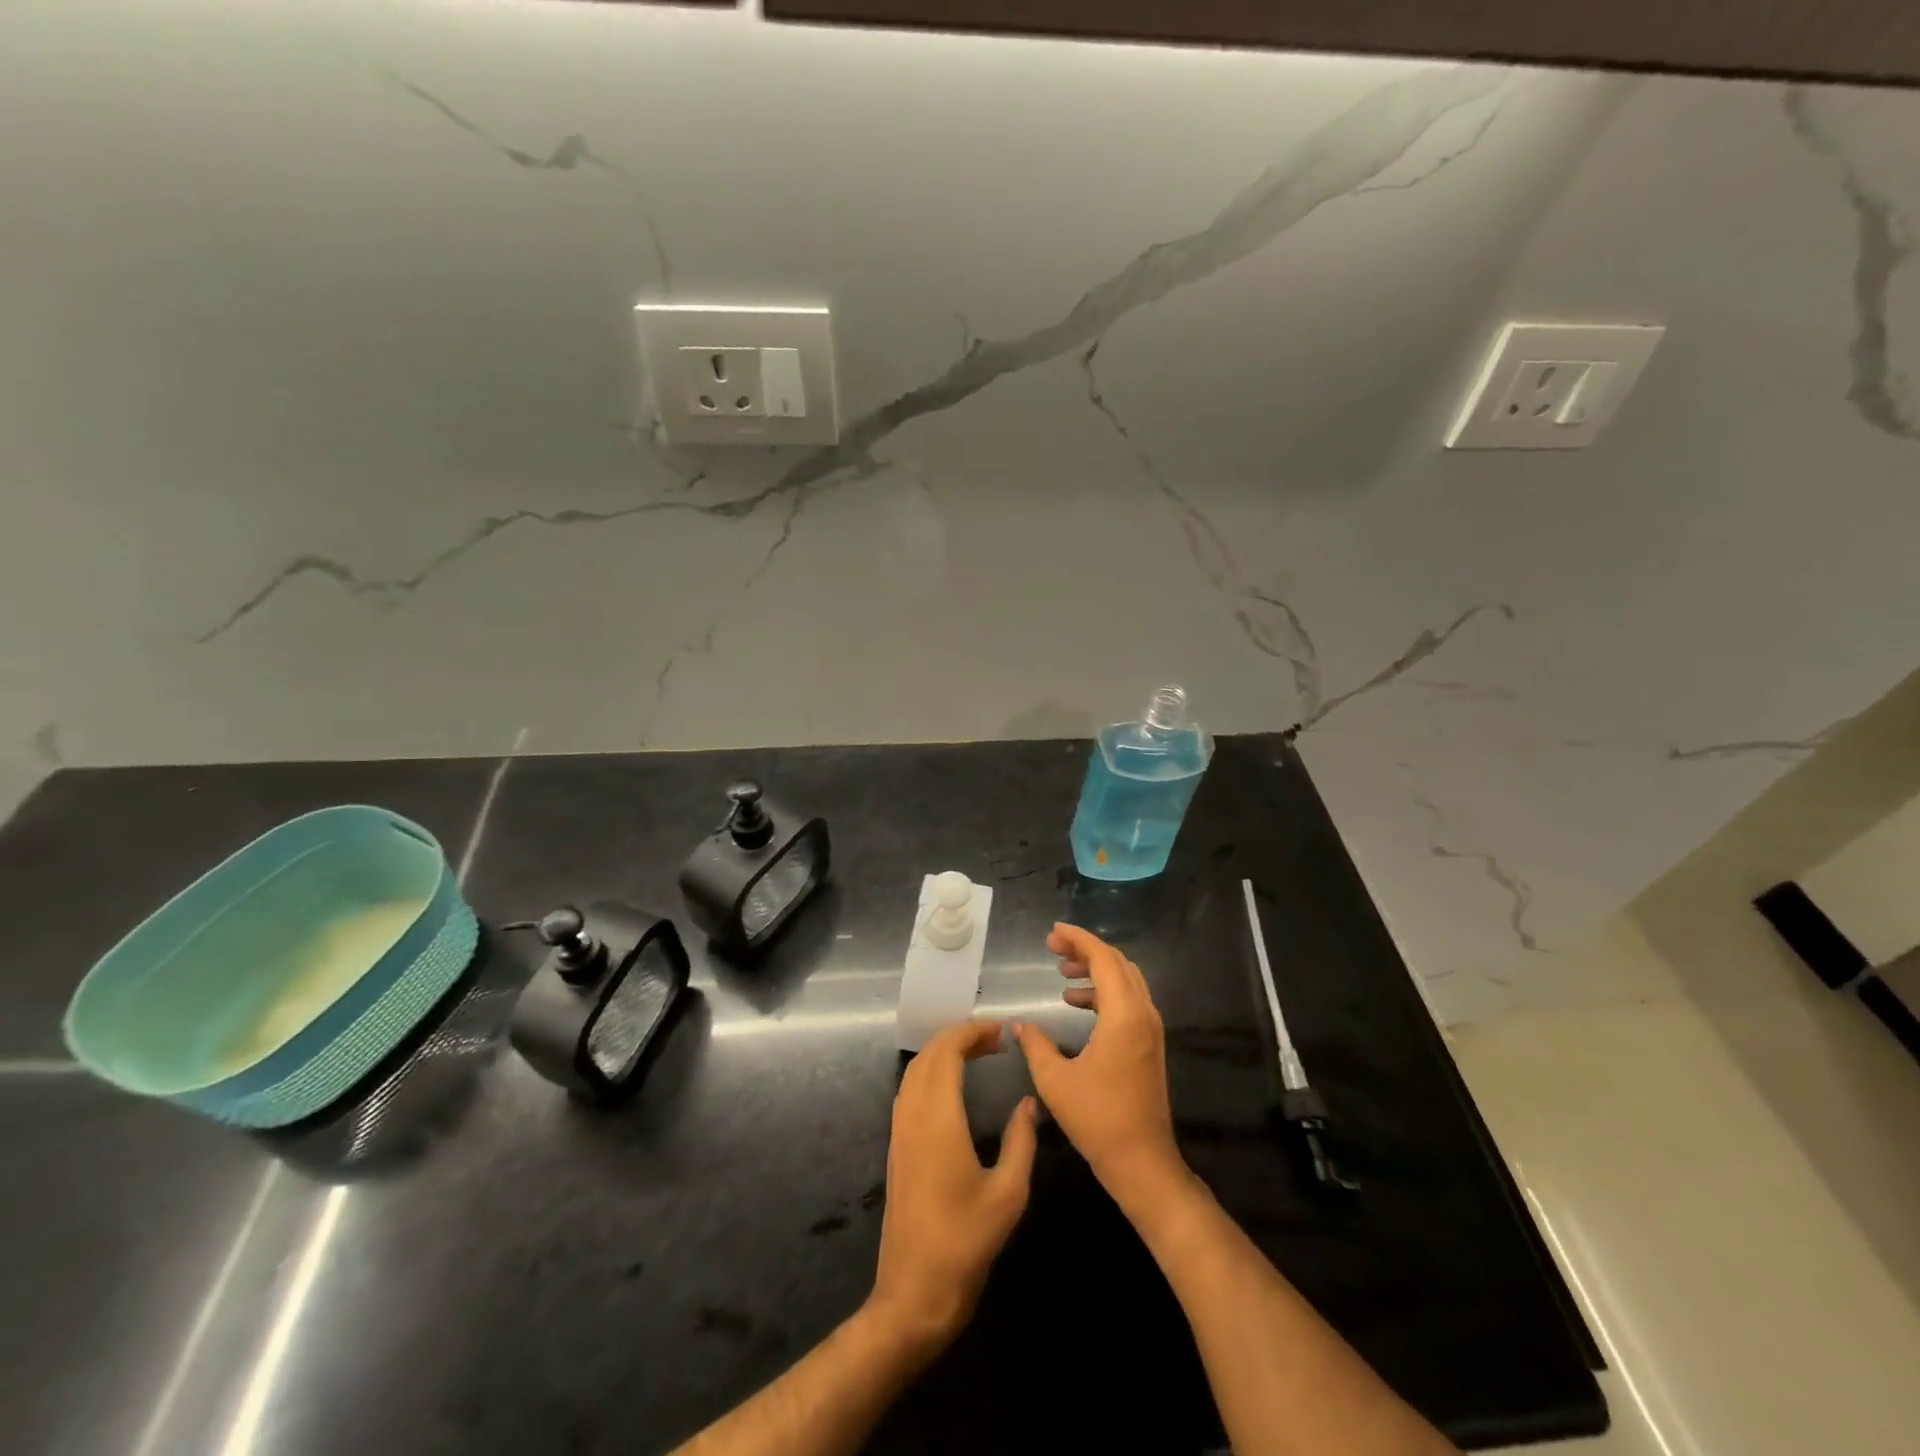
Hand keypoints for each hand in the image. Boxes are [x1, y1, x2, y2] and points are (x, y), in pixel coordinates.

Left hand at [869, 1020, 1037, 1350]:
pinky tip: (953, 1086)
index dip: (971, 1033)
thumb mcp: (1009, 1193)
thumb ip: (1021, 1140)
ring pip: (916, 1071)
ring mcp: (900, 1131)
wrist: (914, 1291)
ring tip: (978, 1054)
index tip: (1000, 1030)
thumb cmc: (966, 1242)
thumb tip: (1028, 1103)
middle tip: (995, 1040)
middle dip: (959, 1037)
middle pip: (929, 1055)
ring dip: (943, 1053)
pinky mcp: (897, 1147)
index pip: (947, 1053)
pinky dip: (931, 1072)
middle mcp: (913, 1115)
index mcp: (938, 1119)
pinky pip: (910, 1090)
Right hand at [1014, 924, 1186, 1208]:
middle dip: (1086, 950)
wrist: (1142, 1161)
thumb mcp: (1055, 1080)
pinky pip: (1128, 1000)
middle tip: (1053, 948)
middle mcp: (1143, 1014)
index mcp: (1123, 1015)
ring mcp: (1150, 1029)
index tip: (1053, 932)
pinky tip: (1076, 1002)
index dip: (1078, 939)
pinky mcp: (1149, 1044)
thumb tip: (1019, 1025)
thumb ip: (1035, 1044)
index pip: (1103, 959)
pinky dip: (1103, 991)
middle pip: (1117, 963)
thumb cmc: (1097, 1119)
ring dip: (1095, 970)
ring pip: (1126, 980)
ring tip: (1062, 971)